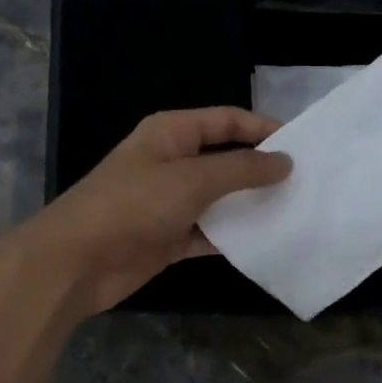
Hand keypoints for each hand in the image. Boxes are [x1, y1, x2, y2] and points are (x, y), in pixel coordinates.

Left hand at [13, 107, 290, 317]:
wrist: (76, 262)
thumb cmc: (133, 206)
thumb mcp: (192, 179)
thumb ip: (241, 169)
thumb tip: (284, 161)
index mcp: (171, 133)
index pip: (226, 121)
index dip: (262, 128)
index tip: (301, 145)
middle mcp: (171, 162)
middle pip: (225, 160)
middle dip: (260, 170)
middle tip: (305, 183)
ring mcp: (168, 203)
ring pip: (219, 199)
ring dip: (249, 207)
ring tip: (294, 213)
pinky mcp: (168, 238)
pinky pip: (208, 233)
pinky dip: (231, 238)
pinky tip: (264, 244)